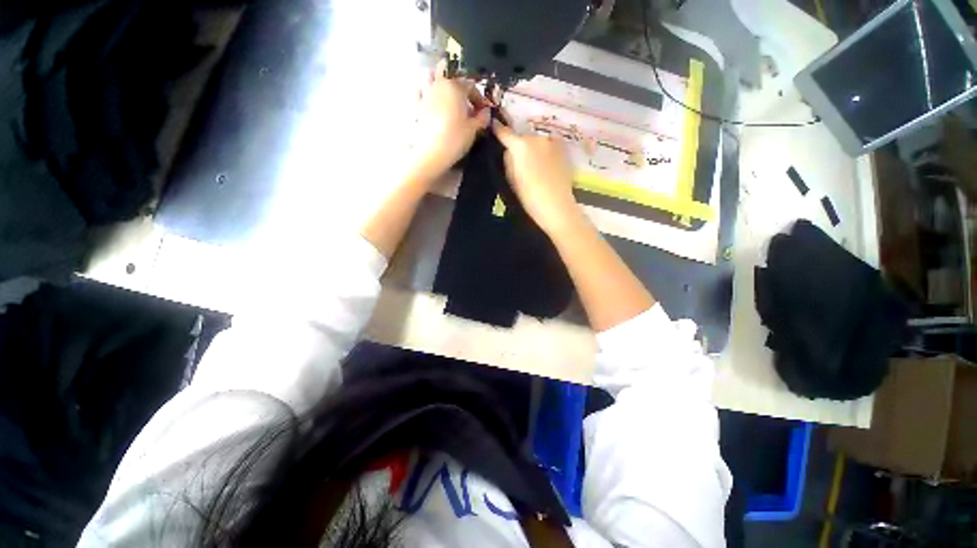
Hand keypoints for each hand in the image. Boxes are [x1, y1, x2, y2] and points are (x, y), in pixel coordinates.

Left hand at [411, 61, 491, 181]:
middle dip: (458, 84)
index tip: (482, 111)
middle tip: (464, 101)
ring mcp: (425, 93)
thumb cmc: (455, 140)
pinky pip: (417, 89)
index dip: (479, 97)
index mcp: (455, 87)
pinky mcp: (414, 105)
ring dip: (437, 79)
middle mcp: (439, 84)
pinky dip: (422, 89)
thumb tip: (485, 112)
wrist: (431, 153)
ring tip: (444, 94)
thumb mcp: (474, 130)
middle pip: (449, 75)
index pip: (471, 85)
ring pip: (429, 74)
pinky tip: (427, 98)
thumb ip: (482, 118)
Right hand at [492, 121, 581, 234]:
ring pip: (537, 142)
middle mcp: (537, 138)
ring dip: (534, 149)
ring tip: (535, 166)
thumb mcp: (512, 180)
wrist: (556, 206)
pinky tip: (546, 165)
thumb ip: (508, 161)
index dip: (498, 130)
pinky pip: (549, 145)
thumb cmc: (529, 197)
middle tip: (519, 162)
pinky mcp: (563, 150)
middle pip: (523, 138)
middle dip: (519, 146)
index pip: (505, 133)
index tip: (493, 125)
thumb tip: (509, 150)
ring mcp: (552, 142)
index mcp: (521, 146)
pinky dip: (545, 151)